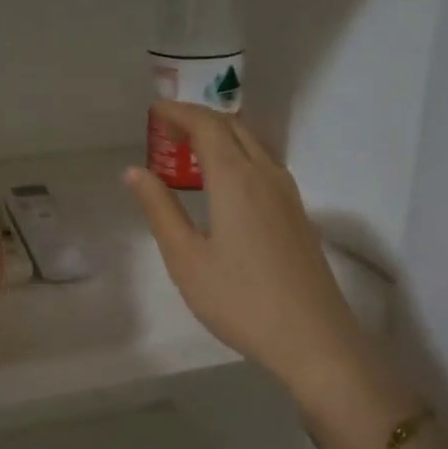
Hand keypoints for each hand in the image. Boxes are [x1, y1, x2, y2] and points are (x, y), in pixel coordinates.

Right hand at [124, 102, 375, 413]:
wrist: (312, 338)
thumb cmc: (239, 299)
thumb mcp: (186, 258)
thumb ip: (160, 210)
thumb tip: (135, 172)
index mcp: (236, 179)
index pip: (207, 126)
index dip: (179, 112)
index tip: (154, 111)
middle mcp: (266, 175)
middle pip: (234, 127)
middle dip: (199, 119)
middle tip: (167, 130)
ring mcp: (288, 194)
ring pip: (254, 145)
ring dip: (222, 137)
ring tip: (191, 152)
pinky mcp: (298, 215)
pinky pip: (265, 165)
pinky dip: (239, 157)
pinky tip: (225, 184)